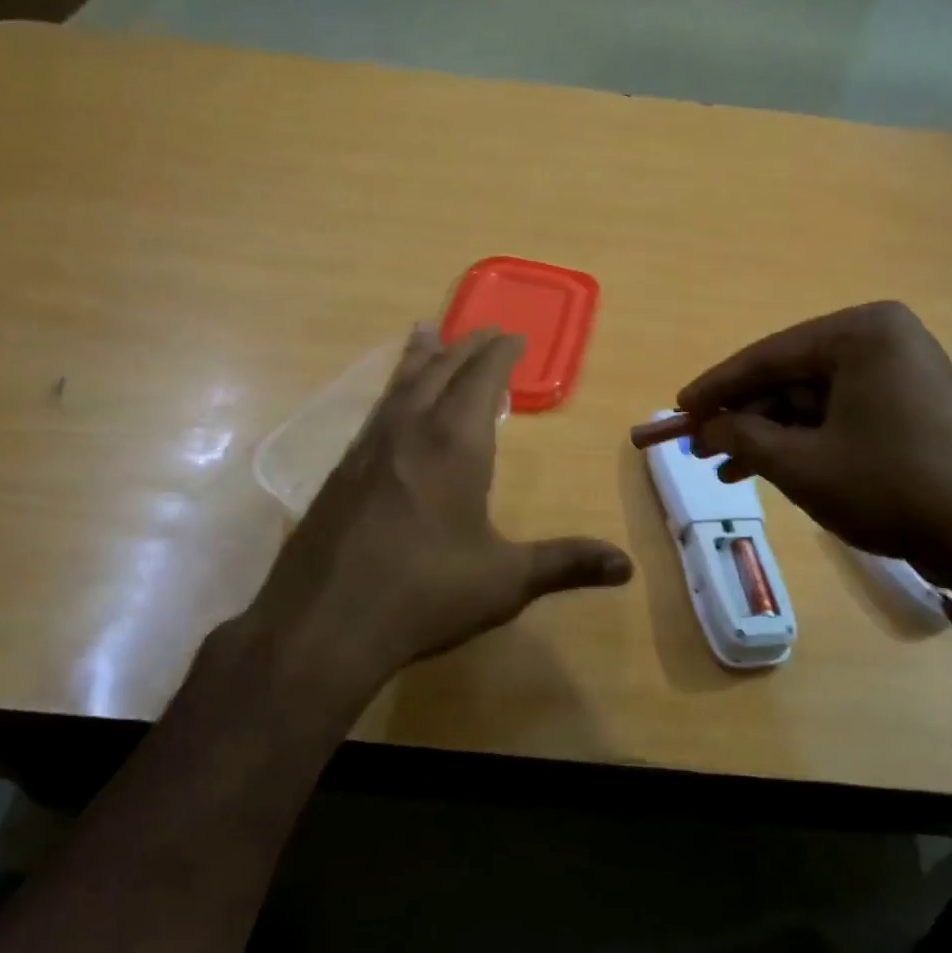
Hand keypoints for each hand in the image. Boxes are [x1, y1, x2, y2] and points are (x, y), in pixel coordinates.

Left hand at [235, 326, 633, 710]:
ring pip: (399, 385)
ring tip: (426, 333)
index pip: (482, 379)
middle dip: (464, 346)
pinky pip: (375, 413)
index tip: (513, 336)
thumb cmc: (425, 594)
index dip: (500, 355)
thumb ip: (565, 565)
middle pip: (439, 371)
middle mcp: (410, 432)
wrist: (323, 623)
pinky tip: (390, 409)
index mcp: (455, 445)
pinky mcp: (340, 472)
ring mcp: (368, 449)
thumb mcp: (505, 581)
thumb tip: (628, 566)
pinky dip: (392, 393)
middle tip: (481, 329)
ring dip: (420, 358)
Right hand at [680, 302, 951, 589]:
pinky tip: (763, 469)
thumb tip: (704, 429)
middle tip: (698, 446)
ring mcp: (899, 369)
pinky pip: (837, 412)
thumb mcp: (802, 465)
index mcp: (861, 333)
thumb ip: (743, 438)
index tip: (677, 410)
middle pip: (788, 376)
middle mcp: (882, 338)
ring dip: (766, 434)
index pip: (767, 356)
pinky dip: (801, 440)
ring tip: (722, 469)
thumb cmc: (890, 488)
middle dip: (742, 416)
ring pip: (809, 399)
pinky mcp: (907, 402)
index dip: (715, 388)